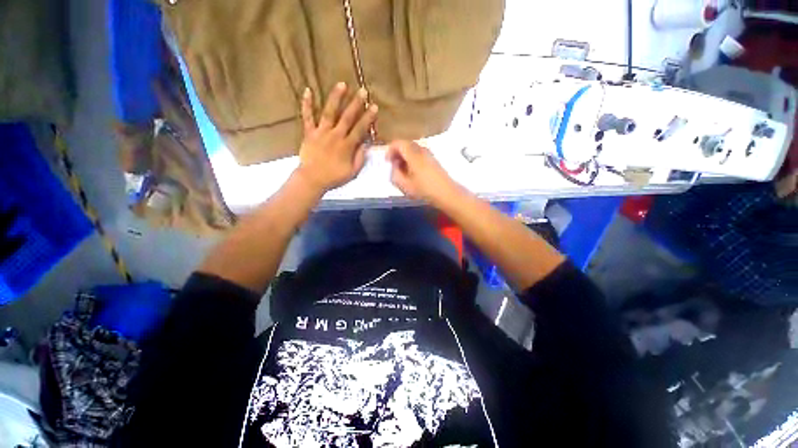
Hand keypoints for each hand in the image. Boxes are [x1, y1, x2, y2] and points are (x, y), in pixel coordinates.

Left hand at [296, 82, 377, 193]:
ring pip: (329, 112)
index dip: (368, 118)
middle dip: (356, 103)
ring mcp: (321, 132)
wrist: (312, 179)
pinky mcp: (309, 133)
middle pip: (347, 117)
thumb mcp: (352, 172)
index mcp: (347, 145)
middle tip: (363, 91)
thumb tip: (365, 145)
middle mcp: (335, 135)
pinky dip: (307, 104)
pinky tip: (307, 90)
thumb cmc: (334, 177)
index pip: (360, 129)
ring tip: (342, 84)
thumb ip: (360, 158)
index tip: (374, 107)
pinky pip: (307, 117)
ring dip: (336, 98)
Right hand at [386, 140, 460, 204]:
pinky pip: (419, 154)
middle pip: (406, 144)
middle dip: (397, 153)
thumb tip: (394, 167)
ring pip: (413, 149)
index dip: (390, 150)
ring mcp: (429, 154)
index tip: (387, 161)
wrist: (447, 193)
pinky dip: (412, 159)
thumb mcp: (405, 185)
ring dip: (405, 156)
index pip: (398, 143)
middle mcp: (421, 149)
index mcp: (413, 154)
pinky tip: (412, 172)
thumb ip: (395, 174)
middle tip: (393, 165)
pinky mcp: (434, 159)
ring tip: (402, 170)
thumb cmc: (424, 190)